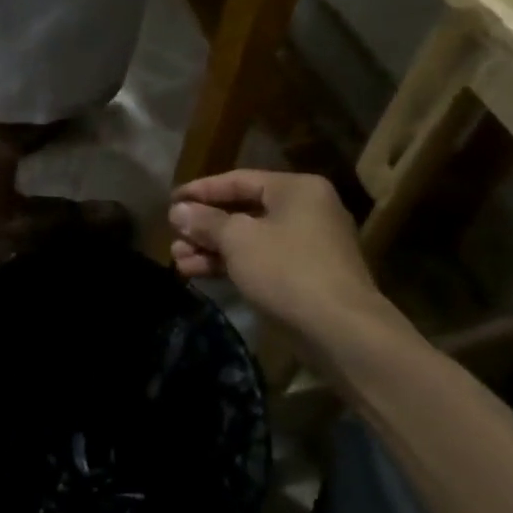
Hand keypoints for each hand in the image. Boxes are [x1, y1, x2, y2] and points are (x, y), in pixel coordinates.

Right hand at [168, 171, 399, 342]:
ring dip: (212, 248)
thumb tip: (178, 211)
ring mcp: (307, 246)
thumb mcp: (238, 240)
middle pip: (243, 211)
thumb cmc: (288, 270)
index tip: (171, 200)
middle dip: (204, 226)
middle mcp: (305, 211)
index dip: (201, 190)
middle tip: (173, 235)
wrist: (341, 332)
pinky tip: (197, 273)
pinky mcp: (304, 278)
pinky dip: (230, 265)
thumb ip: (206, 222)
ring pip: (249, 240)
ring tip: (176, 260)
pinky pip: (260, 262)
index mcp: (296, 189)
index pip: (239, 180)